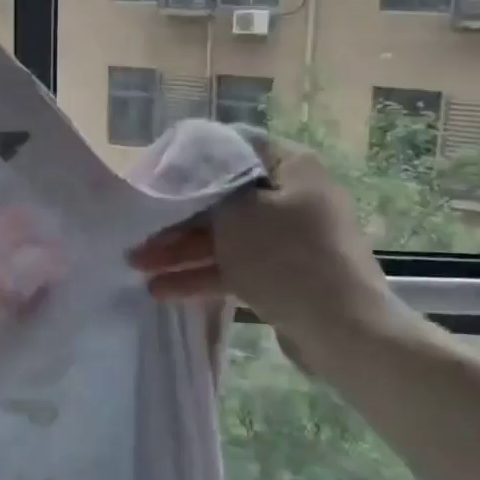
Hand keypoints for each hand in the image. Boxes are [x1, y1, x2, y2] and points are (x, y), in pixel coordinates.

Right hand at [127, 139, 395, 366]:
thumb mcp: (238, 213)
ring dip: (181, 250)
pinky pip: (235, 267)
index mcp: (292, 167)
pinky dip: (201, 275)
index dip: (192, 159)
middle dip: (177, 218)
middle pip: (224, 198)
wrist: (343, 331)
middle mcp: (292, 198)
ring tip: (136, 265)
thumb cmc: (288, 256)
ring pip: (225, 237)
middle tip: (139, 229)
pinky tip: (162, 290)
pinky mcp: (283, 277)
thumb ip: (208, 191)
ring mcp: (289, 241)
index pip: (235, 147)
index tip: (156, 174)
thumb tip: (191, 182)